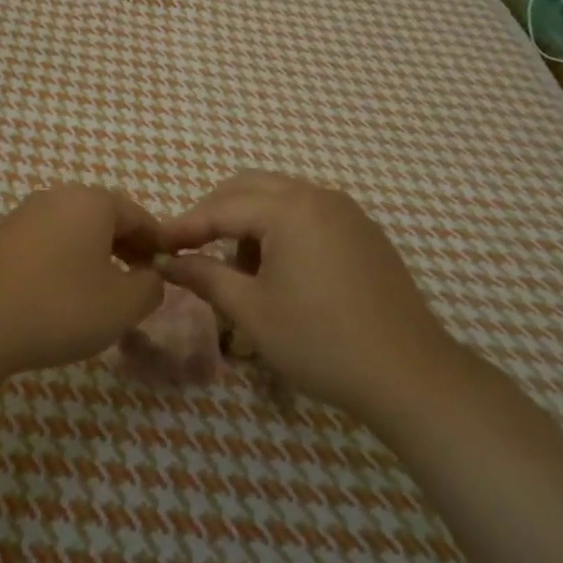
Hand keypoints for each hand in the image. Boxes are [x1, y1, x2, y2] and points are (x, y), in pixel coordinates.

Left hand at [0, 186, 165, 383]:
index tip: (168, 272)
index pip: (139, 216)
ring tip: (100, 296)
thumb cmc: (58, 307)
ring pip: (73, 232)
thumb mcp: (122, 305)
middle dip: (126, 249)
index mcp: (92, 202)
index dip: (158, 244)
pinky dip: (62, 264)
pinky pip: (45, 245)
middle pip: (104, 219)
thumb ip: (151, 287)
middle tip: (138, 285)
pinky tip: (59, 298)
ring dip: (94, 258)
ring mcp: (22, 216)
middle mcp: (56, 197)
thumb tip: (151, 277)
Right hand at [155, 171, 453, 422]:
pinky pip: (308, 213)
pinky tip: (278, 270)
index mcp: (288, 208)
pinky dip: (281, 229)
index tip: (155, 245)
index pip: (220, 208)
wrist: (408, 374)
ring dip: (249, 221)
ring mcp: (346, 211)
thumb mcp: (250, 311)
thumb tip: (165, 261)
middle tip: (190, 249)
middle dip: (214, 214)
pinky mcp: (364, 232)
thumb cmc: (319, 341)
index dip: (184, 227)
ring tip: (237, 269)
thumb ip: (203, 276)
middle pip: (249, 188)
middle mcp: (317, 195)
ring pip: (280, 198)